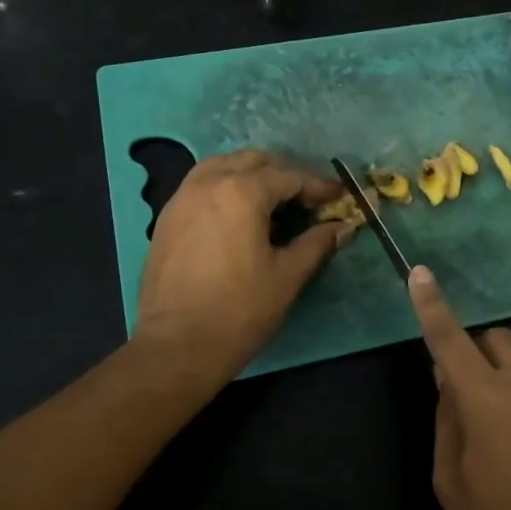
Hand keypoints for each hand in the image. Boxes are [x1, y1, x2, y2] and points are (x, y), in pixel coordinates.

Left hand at [134, 150, 350, 381]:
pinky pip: (201, 186)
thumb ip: (317, 243)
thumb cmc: (239, 311)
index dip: (318, 187)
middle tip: (308, 200)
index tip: (339, 197)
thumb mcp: (288, 276)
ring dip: (252, 175)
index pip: (289, 177)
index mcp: (241, 192)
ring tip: (273, 201)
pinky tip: (238, 215)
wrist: (176, 347)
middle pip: (254, 162)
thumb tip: (344, 227)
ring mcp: (181, 199)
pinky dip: (225, 187)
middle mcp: (208, 183)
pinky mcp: (166, 218)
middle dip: (285, 175)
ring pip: (222, 167)